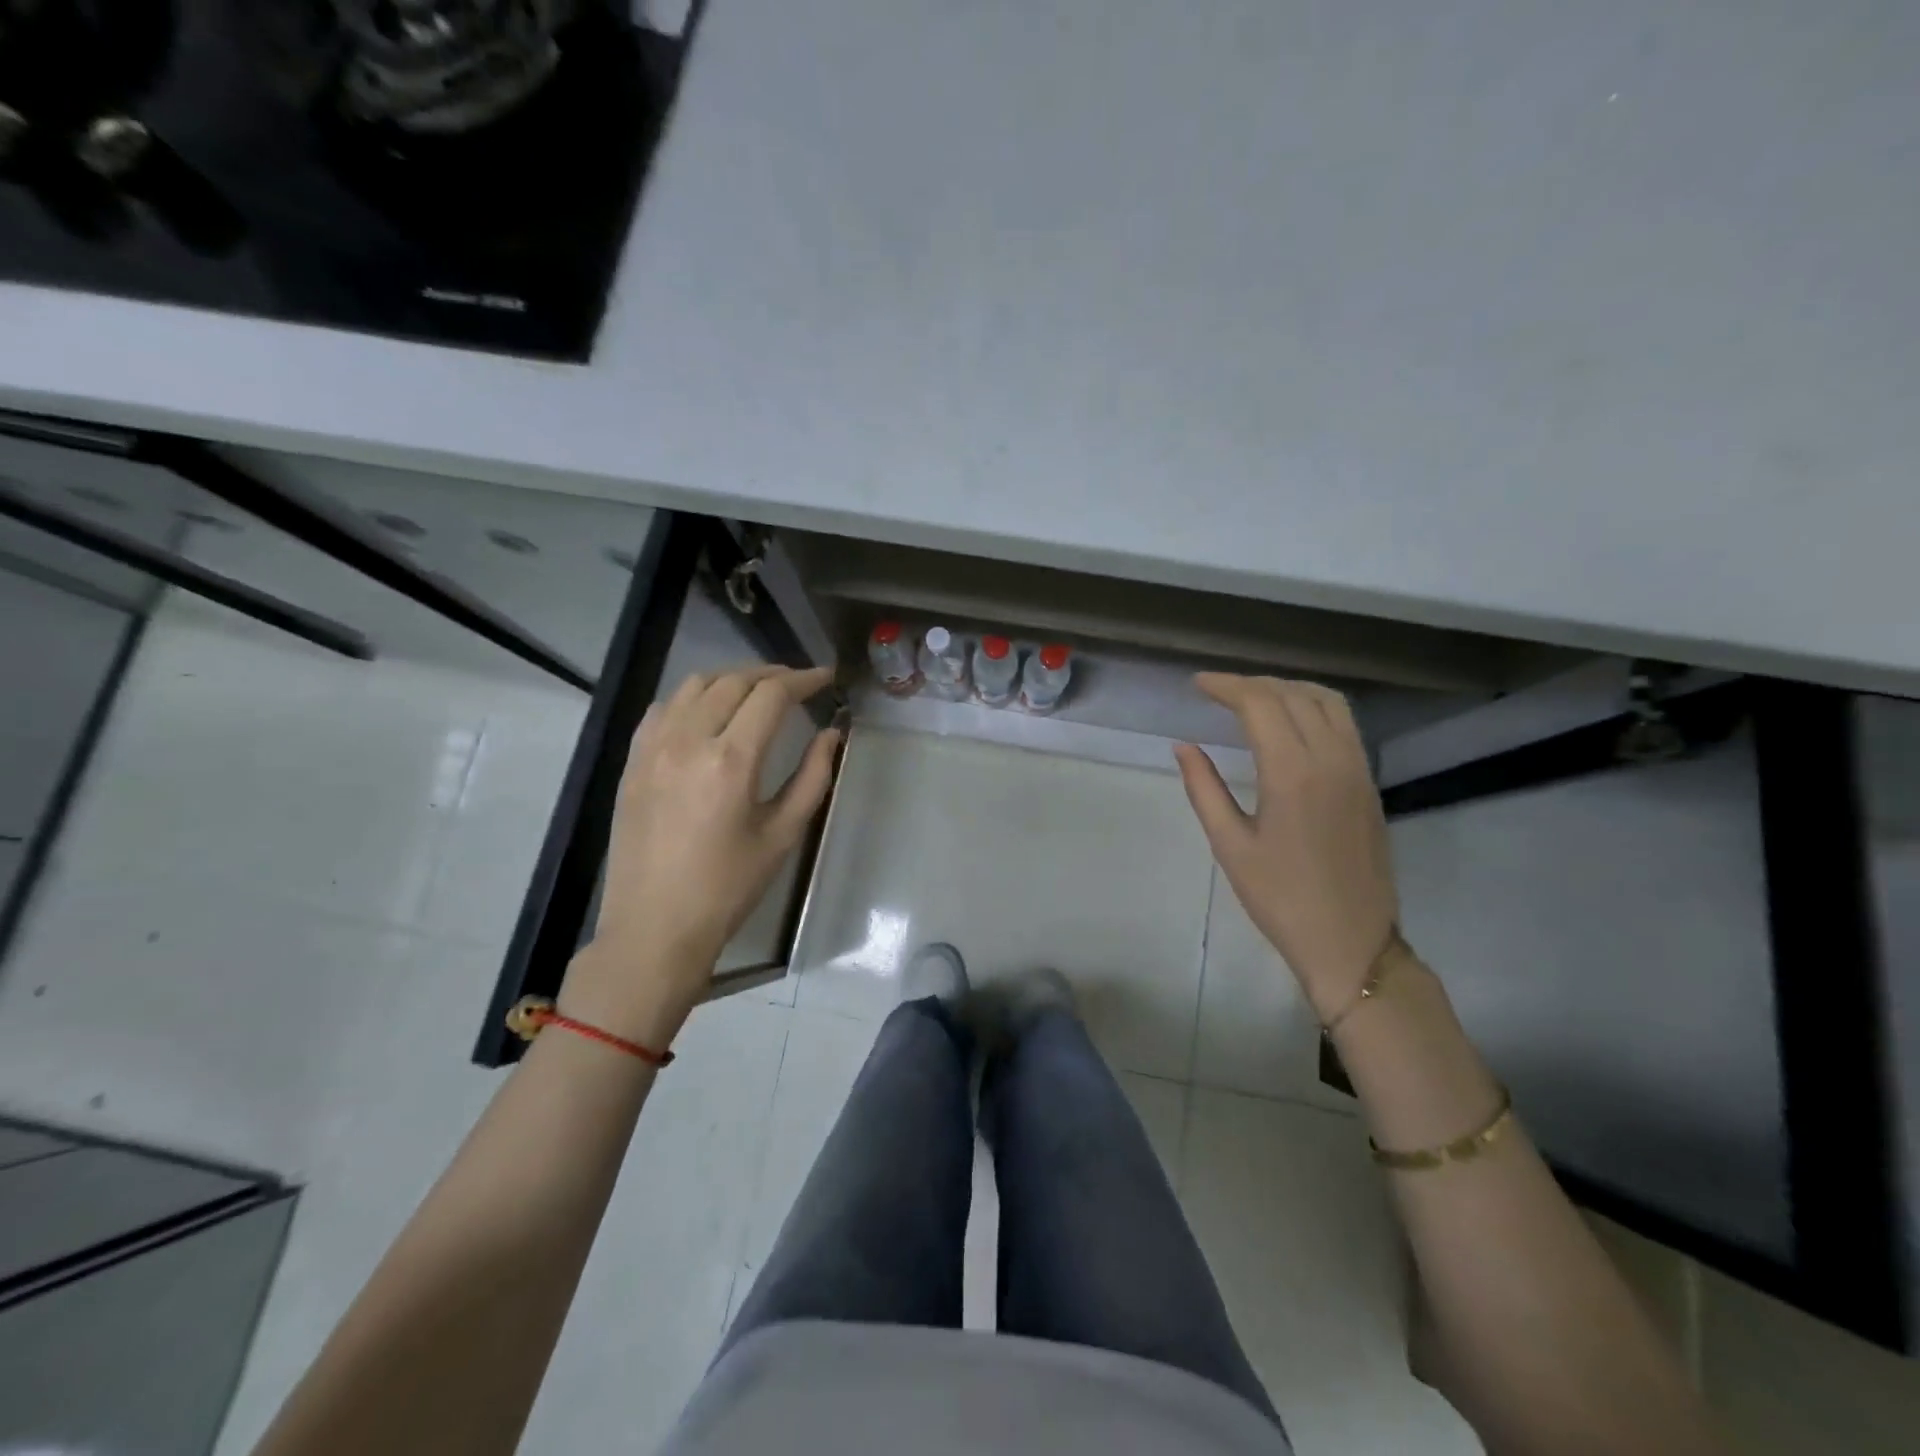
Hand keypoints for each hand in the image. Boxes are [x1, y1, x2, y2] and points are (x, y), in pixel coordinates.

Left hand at [562, 664, 839, 1045]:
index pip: (771, 695)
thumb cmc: (728, 887)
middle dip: (771, 674)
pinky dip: (692, 697)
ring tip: (756, 693)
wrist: (655, 927)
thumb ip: (812, 777)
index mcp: (731, 761)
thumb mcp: (783, 834)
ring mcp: (652, 748)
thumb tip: (830, 734)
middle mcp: (687, 741)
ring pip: (694, 685)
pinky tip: (708, 712)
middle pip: (733, 681)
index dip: (803, 679)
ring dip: (731, 679)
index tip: (826, 678)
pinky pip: (663, 707)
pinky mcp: (632, 761)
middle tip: (798, 684)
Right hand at [1174, 673, 1398, 1020]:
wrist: (1351, 941)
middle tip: (1217, 690)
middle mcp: (1331, 758)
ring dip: (1287, 687)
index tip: (1197, 684)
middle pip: (1293, 694)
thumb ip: (1204, 788)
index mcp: (1292, 773)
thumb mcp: (1230, 845)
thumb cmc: (1280, 898)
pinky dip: (1313, 704)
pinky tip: (1291, 720)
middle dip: (1252, 683)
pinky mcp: (1368, 781)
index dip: (1226, 686)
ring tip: (1253, 695)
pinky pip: (1344, 722)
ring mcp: (1357, 768)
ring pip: (1327, 701)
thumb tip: (1184, 746)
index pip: (1260, 704)